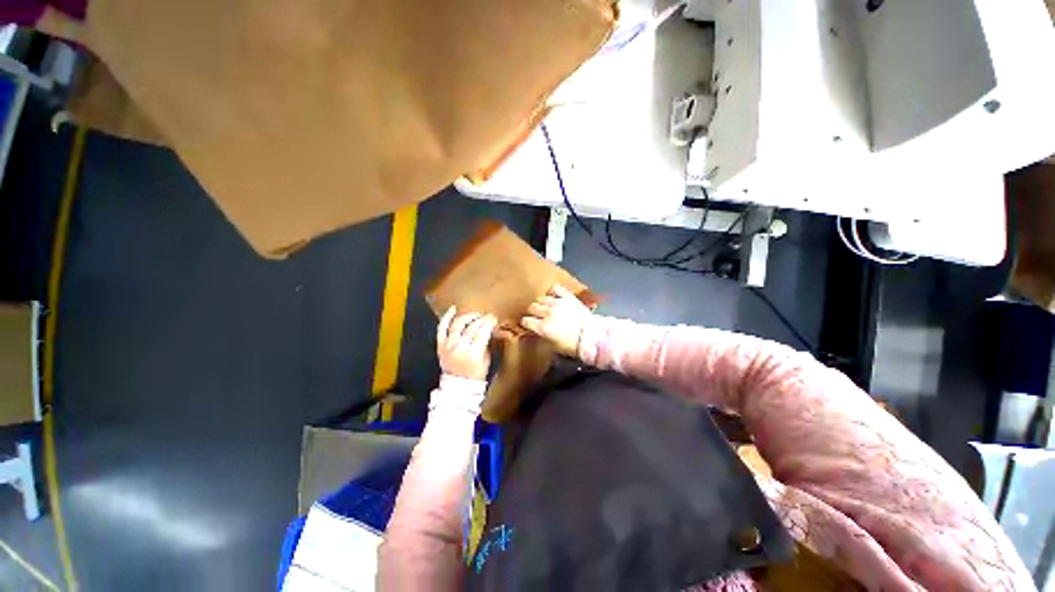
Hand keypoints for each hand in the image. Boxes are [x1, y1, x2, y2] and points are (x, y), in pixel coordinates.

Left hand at [437, 307, 496, 380]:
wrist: (458, 385)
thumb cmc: (476, 374)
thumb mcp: (487, 359)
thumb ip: (486, 343)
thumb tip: (490, 328)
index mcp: (473, 353)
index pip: (482, 333)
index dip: (488, 323)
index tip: (493, 318)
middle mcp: (459, 348)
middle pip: (471, 328)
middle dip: (481, 319)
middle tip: (487, 316)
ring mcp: (448, 346)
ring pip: (457, 325)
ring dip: (467, 316)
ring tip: (475, 314)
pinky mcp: (440, 345)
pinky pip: (441, 328)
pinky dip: (447, 317)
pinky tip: (453, 308)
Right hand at [521, 284, 593, 356]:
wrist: (592, 337)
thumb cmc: (572, 346)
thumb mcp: (554, 346)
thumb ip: (543, 335)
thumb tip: (537, 330)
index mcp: (543, 328)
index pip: (526, 321)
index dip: (526, 323)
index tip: (528, 324)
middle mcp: (548, 313)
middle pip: (532, 308)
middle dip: (533, 312)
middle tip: (537, 316)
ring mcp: (558, 303)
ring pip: (541, 298)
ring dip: (542, 303)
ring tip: (546, 306)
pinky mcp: (568, 297)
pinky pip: (556, 288)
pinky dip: (553, 292)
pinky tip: (554, 296)